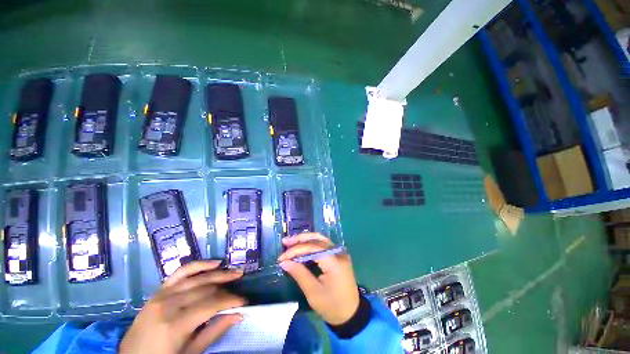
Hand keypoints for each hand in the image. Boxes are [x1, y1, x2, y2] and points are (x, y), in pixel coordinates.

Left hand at [120, 261, 245, 353]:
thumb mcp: (190, 353)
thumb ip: (214, 331)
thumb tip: (238, 314)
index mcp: (174, 325)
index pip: (210, 304)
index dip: (230, 301)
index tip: (244, 302)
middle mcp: (168, 305)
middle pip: (205, 289)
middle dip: (226, 289)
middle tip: (241, 288)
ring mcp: (161, 296)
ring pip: (197, 278)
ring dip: (218, 274)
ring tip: (235, 272)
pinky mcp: (158, 292)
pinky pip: (180, 273)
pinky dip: (198, 265)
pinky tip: (214, 262)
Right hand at [278, 233, 359, 325]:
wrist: (351, 314)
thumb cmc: (332, 306)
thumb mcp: (313, 293)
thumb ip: (299, 274)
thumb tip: (284, 262)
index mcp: (334, 262)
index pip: (312, 248)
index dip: (296, 250)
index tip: (281, 258)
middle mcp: (338, 252)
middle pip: (317, 239)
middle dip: (300, 239)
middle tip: (285, 242)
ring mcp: (340, 252)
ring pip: (320, 239)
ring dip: (305, 239)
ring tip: (291, 242)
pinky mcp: (338, 255)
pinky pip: (323, 245)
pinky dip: (311, 244)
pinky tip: (302, 247)